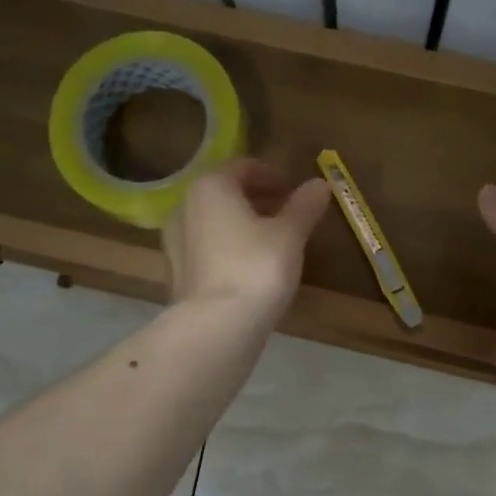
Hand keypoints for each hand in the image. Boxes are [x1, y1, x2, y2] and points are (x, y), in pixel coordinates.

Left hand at [164, 160, 330, 324]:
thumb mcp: (290, 235)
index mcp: (210, 187)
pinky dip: (229, 248)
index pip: (244, 167)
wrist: (216, 327)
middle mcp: (185, 207)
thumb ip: (304, 206)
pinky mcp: (176, 273)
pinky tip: (251, 268)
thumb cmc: (256, 268)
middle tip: (288, 216)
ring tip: (274, 243)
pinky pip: (207, 248)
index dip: (273, 176)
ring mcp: (175, 242)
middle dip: (258, 200)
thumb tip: (320, 184)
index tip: (295, 193)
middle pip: (226, 193)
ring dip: (243, 225)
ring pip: (215, 222)